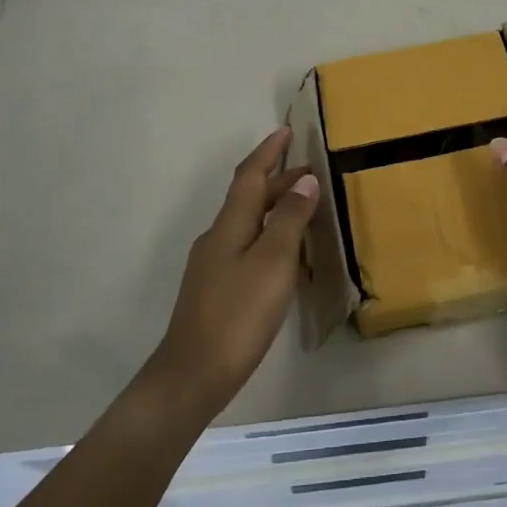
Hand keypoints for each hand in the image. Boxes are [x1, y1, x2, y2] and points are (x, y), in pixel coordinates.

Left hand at [151, 127, 319, 417]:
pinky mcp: (217, 291)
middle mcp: (218, 238)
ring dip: (276, 209)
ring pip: (249, 224)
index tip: (286, 131)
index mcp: (229, 226)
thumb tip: (305, 180)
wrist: (193, 375)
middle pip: (250, 199)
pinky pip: (249, 248)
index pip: (250, 176)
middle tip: (313, 174)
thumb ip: (289, 220)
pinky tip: (288, 259)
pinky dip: (271, 238)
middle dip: (279, 181)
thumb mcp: (272, 263)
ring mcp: (214, 266)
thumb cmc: (238, 315)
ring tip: (307, 209)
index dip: (268, 152)